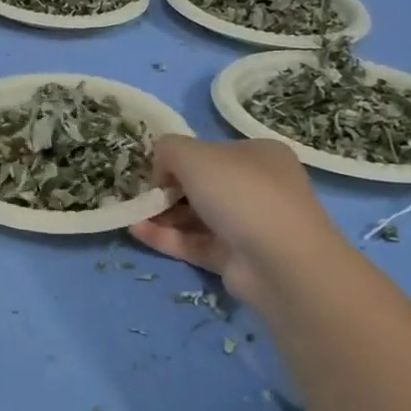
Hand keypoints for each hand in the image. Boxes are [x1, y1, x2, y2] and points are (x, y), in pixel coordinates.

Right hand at [130, 136, 344, 306]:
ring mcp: (247, 224)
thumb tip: (161, 167)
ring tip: (131, 215)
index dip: (178, 159)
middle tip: (140, 195)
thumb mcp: (193, 155)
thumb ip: (168, 149)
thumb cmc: (240, 193)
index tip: (154, 170)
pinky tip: (136, 231)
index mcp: (258, 155)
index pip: (210, 152)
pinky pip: (193, 242)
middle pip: (200, 185)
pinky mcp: (234, 256)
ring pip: (195, 215)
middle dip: (167, 190)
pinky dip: (166, 236)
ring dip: (161, 214)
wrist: (280, 260)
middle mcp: (257, 186)